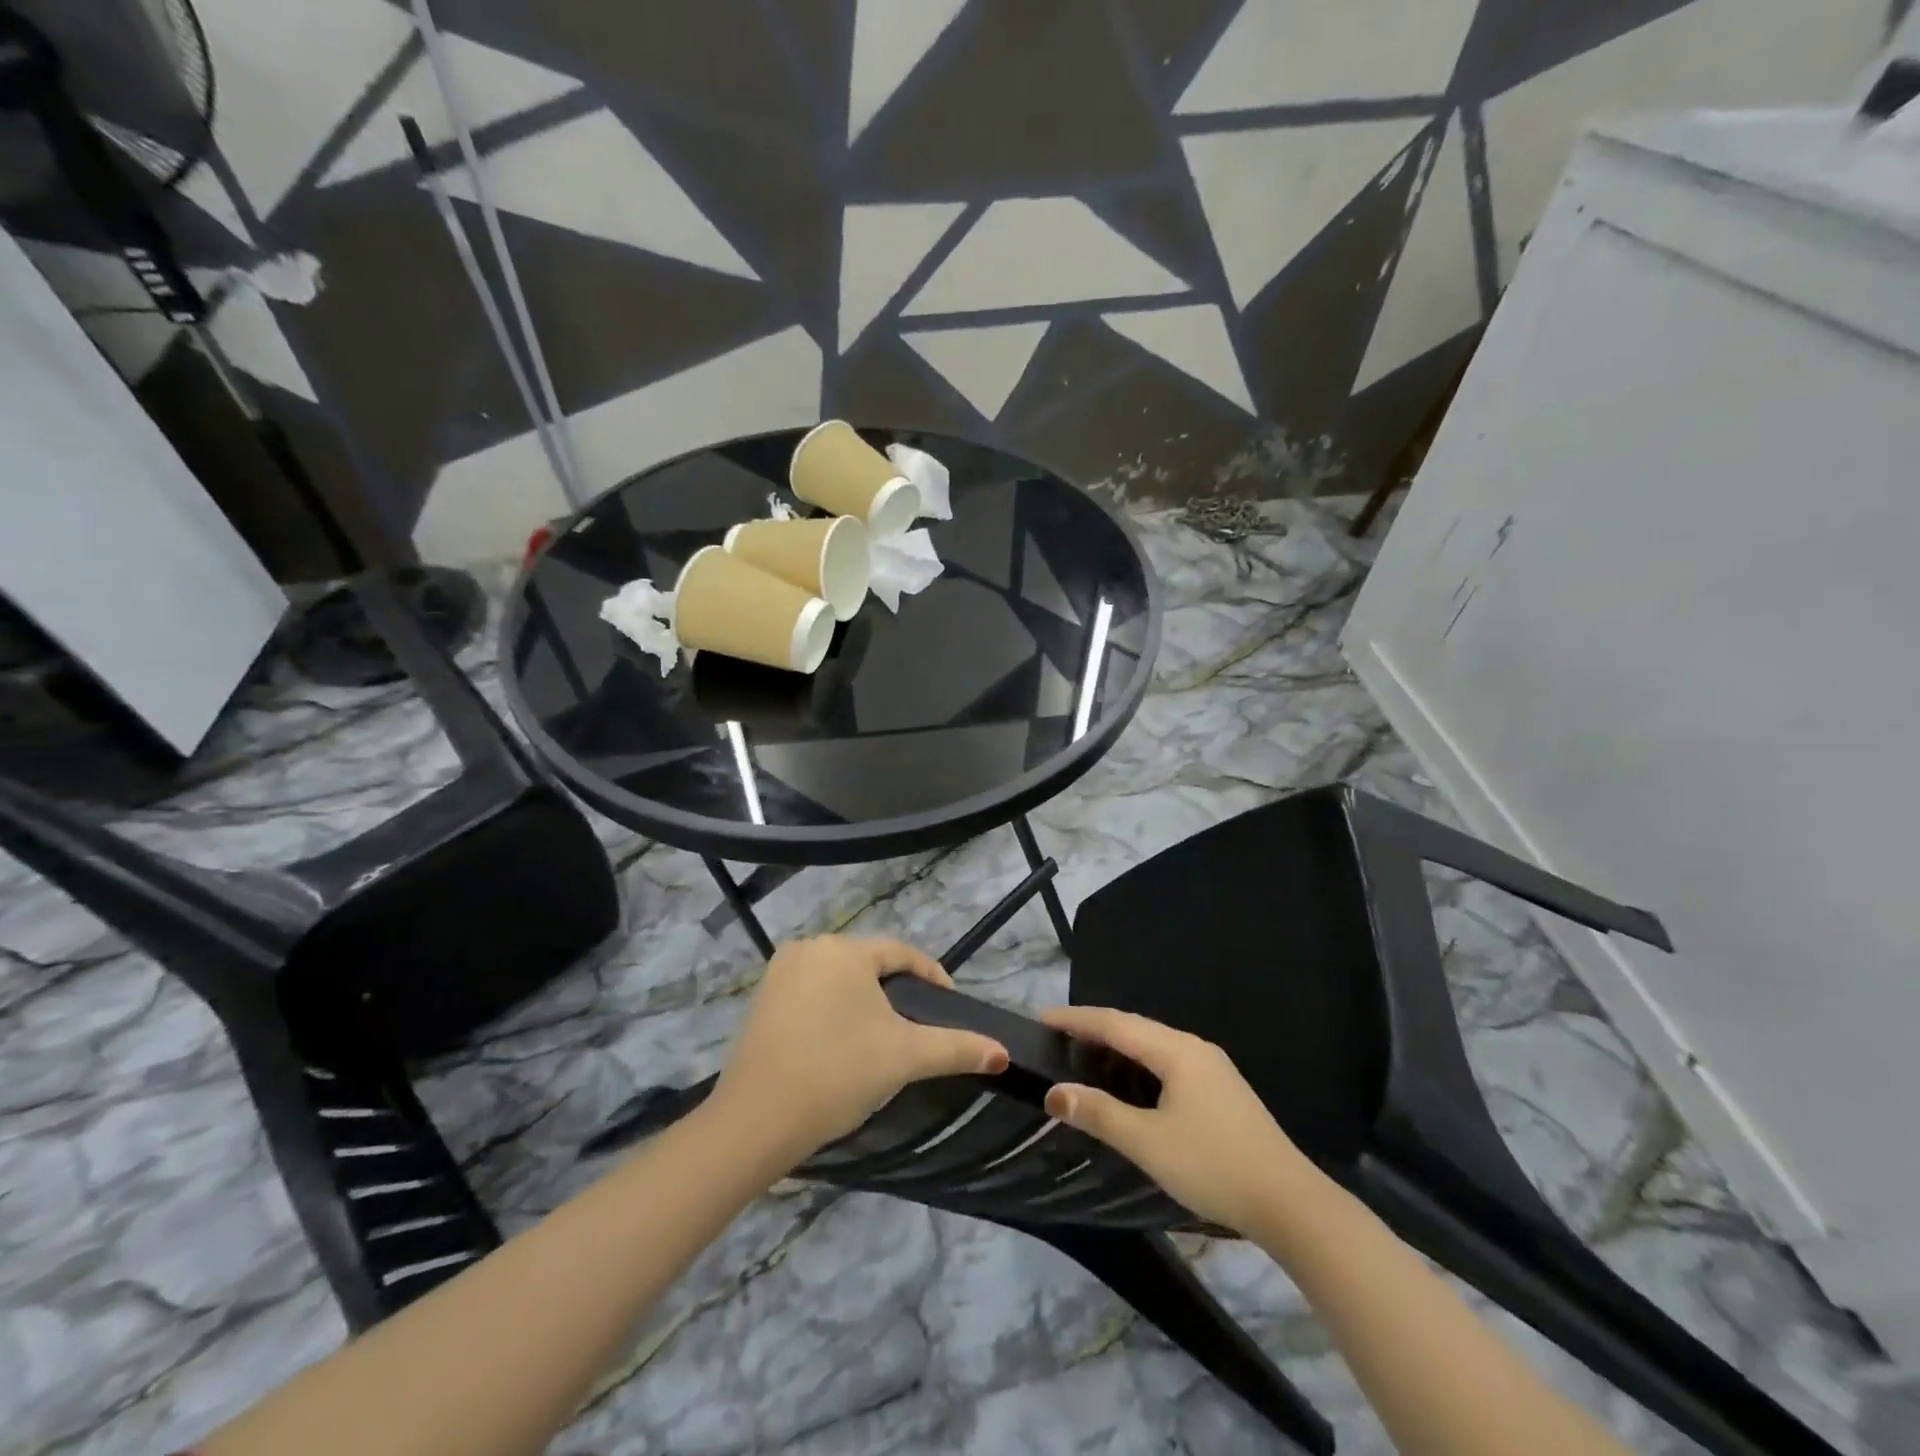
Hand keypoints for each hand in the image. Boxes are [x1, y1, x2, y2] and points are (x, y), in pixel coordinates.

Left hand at [711, 936, 1007, 1163]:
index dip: (931, 977)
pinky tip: (841, 1042)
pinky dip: (833, 1010)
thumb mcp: (904, 1057)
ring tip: (883, 1037)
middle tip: (918, 1026)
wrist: (756, 1121)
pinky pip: (811, 993)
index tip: (949, 1005)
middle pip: (869, 964)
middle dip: (897, 991)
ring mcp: (779, 972)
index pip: (902, 954)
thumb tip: (1002, 1052)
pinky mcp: (761, 999)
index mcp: (844, 950)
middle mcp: (809, 948)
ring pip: (839, 978)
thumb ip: (956, 1047)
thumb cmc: (837, 1074)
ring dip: (864, 1001)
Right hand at [1040, 1006, 1327, 1234]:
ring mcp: (1213, 1069)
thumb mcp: (1148, 1142)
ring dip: (1119, 1046)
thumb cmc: (1213, 1165)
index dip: (1077, 1019)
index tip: (1042, 1018)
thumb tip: (1055, 1092)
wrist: (1291, 1203)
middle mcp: (1195, 1048)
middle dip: (1096, 1028)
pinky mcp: (1222, 1091)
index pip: (1115, 1023)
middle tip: (1059, 1036)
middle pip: (1136, 1028)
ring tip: (1086, 1054)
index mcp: (1177, 1051)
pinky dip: (1140, 1064)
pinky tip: (1131, 1083)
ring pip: (1155, 1045)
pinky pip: (1169, 1062)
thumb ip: (1100, 1114)